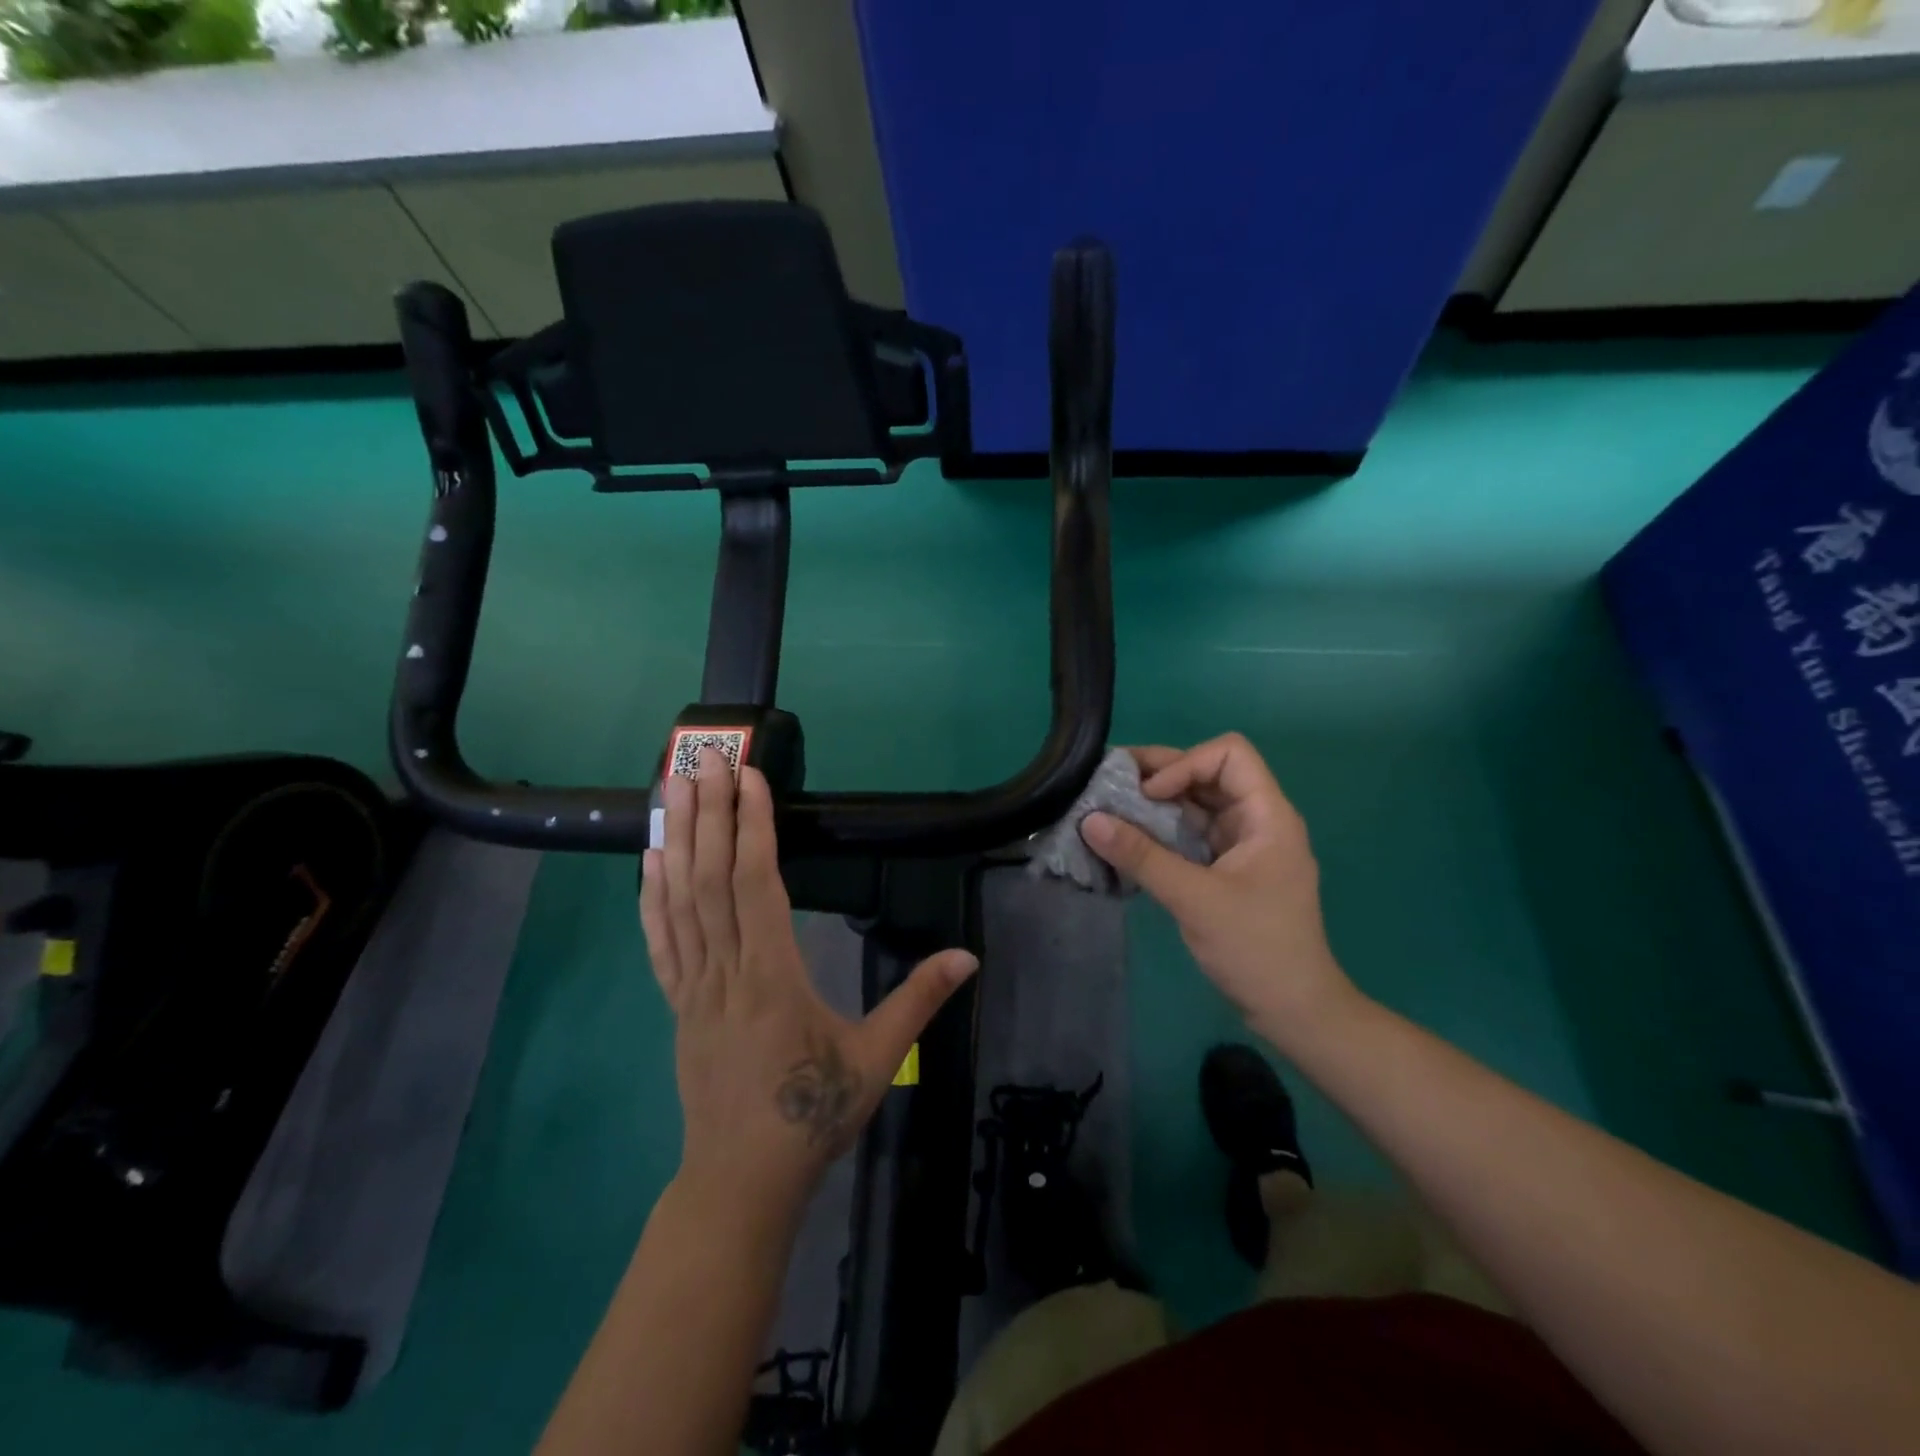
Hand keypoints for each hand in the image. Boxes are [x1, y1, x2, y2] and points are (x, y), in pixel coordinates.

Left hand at [641, 749, 977, 1208]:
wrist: (742, 1181)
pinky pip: (660, 942)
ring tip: (669, 789)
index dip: (751, 827)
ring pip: (679, 901)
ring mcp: (693, 988)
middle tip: (703, 759)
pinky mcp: (678, 1005)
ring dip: (674, 840)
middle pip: (710, 879)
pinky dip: (652, 896)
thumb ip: (919, 1001)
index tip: (748, 778)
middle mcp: (725, 971)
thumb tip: (967, 957)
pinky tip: (649, 861)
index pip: (757, 885)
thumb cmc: (812, 1115)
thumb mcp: (876, 1059)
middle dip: (707, 813)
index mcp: (772, 976)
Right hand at [1079, 734, 1356, 1041]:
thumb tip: (1089, 820)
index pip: (1230, 754)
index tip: (1148, 795)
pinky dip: (1160, 830)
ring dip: (1155, 803)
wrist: (1294, 1010)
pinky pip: (1190, 833)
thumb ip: (1142, 857)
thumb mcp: (1194, 899)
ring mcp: (1242, 845)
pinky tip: (1127, 840)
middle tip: (1109, 782)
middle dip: (1159, 774)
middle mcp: (1256, 820)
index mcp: (1267, 816)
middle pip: (1208, 773)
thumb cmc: (1255, 949)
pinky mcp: (1226, 868)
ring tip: (1109, 807)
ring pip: (1196, 804)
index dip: (1185, 763)